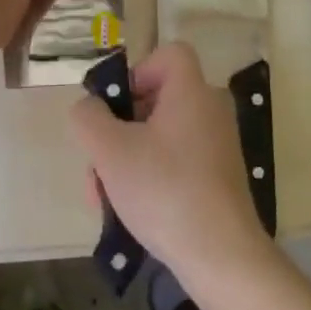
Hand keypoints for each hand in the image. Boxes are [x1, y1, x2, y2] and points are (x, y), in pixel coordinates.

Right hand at [71, 43, 270, 281]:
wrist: (221, 255)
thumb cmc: (164, 190)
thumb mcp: (110, 150)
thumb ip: (89, 118)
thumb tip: (90, 108)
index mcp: (191, 92)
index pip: (169, 54)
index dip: (138, 71)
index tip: (116, 108)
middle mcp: (210, 111)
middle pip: (156, 100)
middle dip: (118, 130)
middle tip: (97, 163)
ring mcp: (217, 146)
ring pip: (159, 137)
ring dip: (126, 161)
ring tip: (103, 198)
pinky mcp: (218, 178)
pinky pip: (175, 162)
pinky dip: (149, 178)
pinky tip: (128, 212)